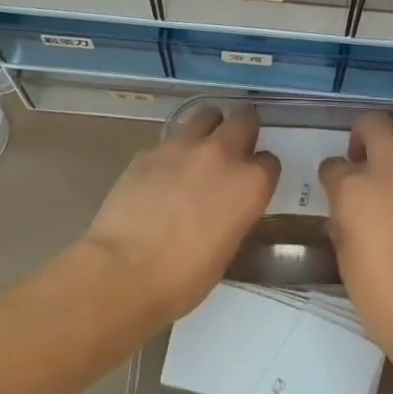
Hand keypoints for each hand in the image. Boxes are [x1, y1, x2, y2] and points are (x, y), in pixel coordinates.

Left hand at [82, 103, 279, 325]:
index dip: (261, 172)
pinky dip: (172, 151)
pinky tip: (161, 174)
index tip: (252, 184)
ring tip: (200, 146)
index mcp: (249, 184)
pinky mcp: (150, 150)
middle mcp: (222, 155)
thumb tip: (227, 207)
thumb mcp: (226, 250)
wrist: (122, 272)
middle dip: (244, 129)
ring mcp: (184, 147)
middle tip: (235, 147)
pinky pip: (169, 140)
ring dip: (209, 126)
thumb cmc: (182, 279)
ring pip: (206, 114)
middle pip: (245, 120)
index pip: (270, 162)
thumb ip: (235, 215)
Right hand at [320, 111, 392, 371]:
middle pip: (374, 123)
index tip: (334, 189)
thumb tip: (347, 211)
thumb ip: (343, 221)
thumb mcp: (345, 257)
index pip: (332, 164)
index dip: (331, 176)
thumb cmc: (381, 297)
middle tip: (362, 156)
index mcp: (354, 188)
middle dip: (363, 132)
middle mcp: (391, 169)